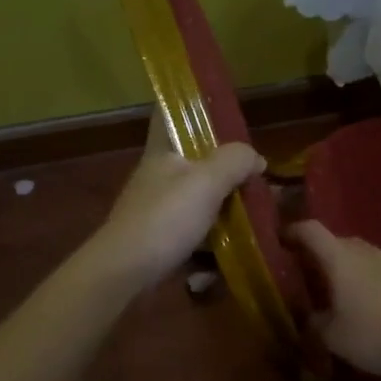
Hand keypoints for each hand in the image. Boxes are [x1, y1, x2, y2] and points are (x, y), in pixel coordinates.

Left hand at [89, 120, 264, 292]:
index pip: (167, 113)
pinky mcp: (159, 240)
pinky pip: (193, 234)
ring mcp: (157, 210)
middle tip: (256, 178)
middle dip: (224, 170)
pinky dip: (210, 244)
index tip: (220, 110)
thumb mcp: (206, 182)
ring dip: (223, 211)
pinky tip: (228, 255)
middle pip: (193, 162)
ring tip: (253, 219)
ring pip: (197, 201)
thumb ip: (235, 161)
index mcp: (162, 151)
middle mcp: (158, 176)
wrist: (124, 272)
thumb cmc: (165, 218)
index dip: (189, 107)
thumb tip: (255, 157)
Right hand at [287, 220, 380, 375]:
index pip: (311, 231)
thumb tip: (311, 317)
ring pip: (362, 255)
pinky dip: (370, 280)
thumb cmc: (372, 334)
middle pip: (338, 241)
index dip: (293, 231)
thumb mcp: (333, 337)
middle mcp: (366, 251)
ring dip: (349, 267)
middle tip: (311, 273)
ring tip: (342, 290)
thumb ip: (316, 323)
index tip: (282, 240)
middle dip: (322, 253)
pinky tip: (372, 304)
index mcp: (340, 258)